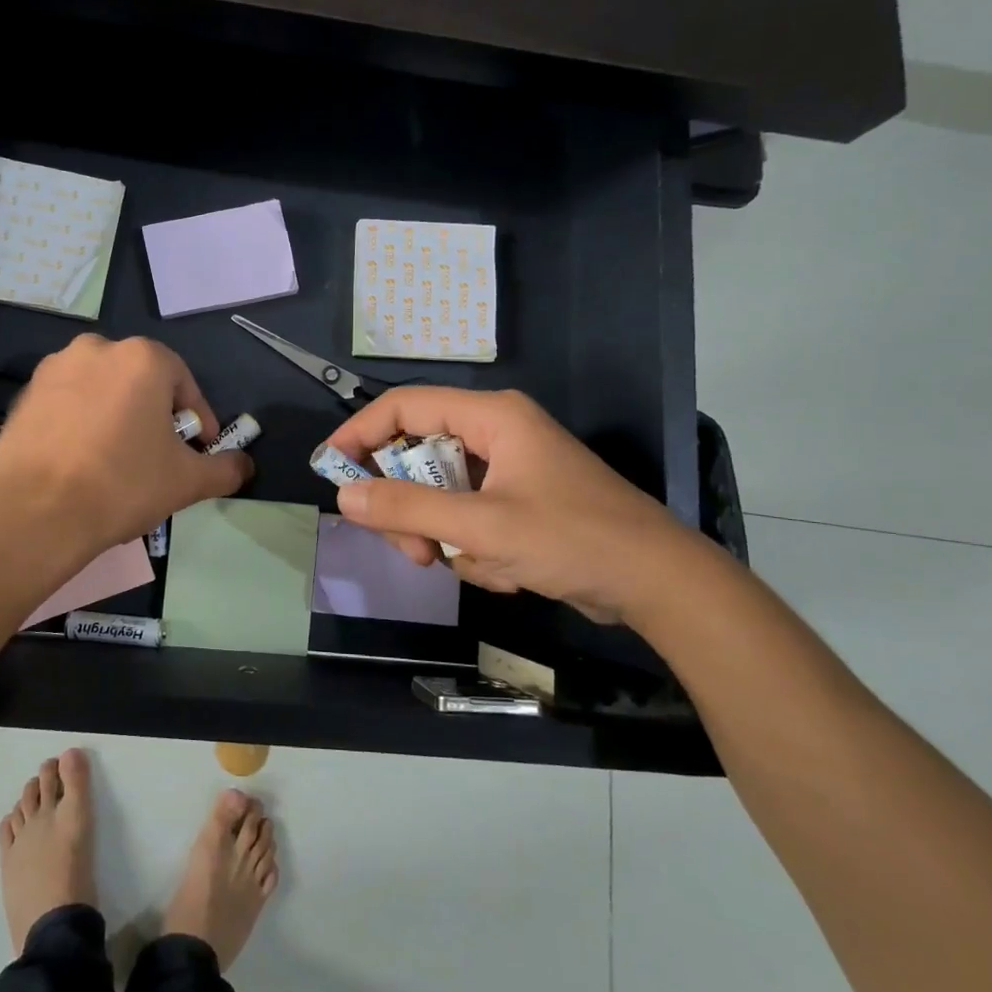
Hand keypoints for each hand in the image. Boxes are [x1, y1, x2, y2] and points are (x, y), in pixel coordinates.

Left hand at [0, 335, 251, 557]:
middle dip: (155, 416)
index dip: (197, 421)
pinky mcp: (25, 394)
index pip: (184, 385)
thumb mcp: (188, 481)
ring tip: (117, 461)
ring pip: (102, 391)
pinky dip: (81, 424)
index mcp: (143, 358)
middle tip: (158, 457)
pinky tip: (81, 461)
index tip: (197, 452)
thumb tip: (245, 465)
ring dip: (116, 417)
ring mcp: (55, 368)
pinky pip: (68, 404)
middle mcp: (97, 348)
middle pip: (141, 383)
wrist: (36, 511)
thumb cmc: (123, 484)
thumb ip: (225, 468)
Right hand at [321, 387, 701, 623]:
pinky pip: (467, 515)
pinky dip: (470, 547)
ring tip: (465, 565)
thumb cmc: (572, 540)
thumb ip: (407, 508)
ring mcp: (509, 468)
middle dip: (408, 506)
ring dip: (440, 534)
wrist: (660, 585)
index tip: (331, 470)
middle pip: (418, 455)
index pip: (403, 406)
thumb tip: (344, 494)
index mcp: (490, 417)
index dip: (360, 433)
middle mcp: (496, 433)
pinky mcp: (519, 501)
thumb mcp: (480, 526)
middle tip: (409, 548)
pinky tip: (503, 571)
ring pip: (439, 492)